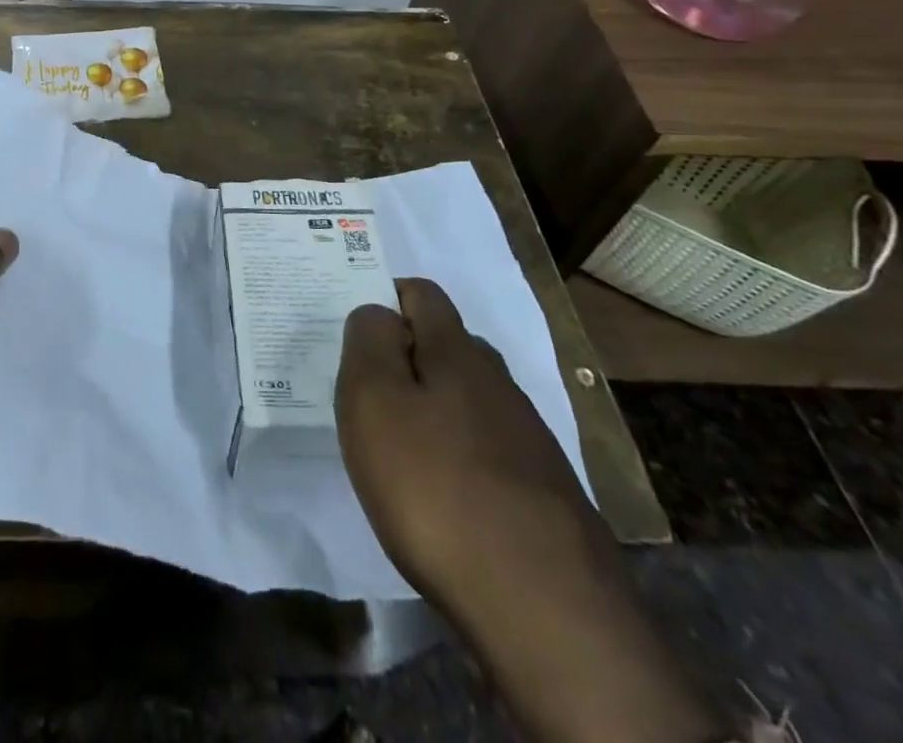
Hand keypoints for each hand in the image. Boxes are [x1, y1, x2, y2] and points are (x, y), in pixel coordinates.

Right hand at [336, 277, 595, 608]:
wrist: (545, 607)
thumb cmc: (436, 486)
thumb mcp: (374, 400)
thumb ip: (369, 341)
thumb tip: (378, 312)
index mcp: (456, 350)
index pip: (422, 293)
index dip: (386, 297)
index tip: (357, 333)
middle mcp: (498, 381)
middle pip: (447, 344)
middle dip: (408, 355)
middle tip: (368, 392)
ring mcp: (528, 436)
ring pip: (469, 397)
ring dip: (434, 408)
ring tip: (400, 447)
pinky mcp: (544, 490)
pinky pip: (488, 447)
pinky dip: (459, 454)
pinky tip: (444, 494)